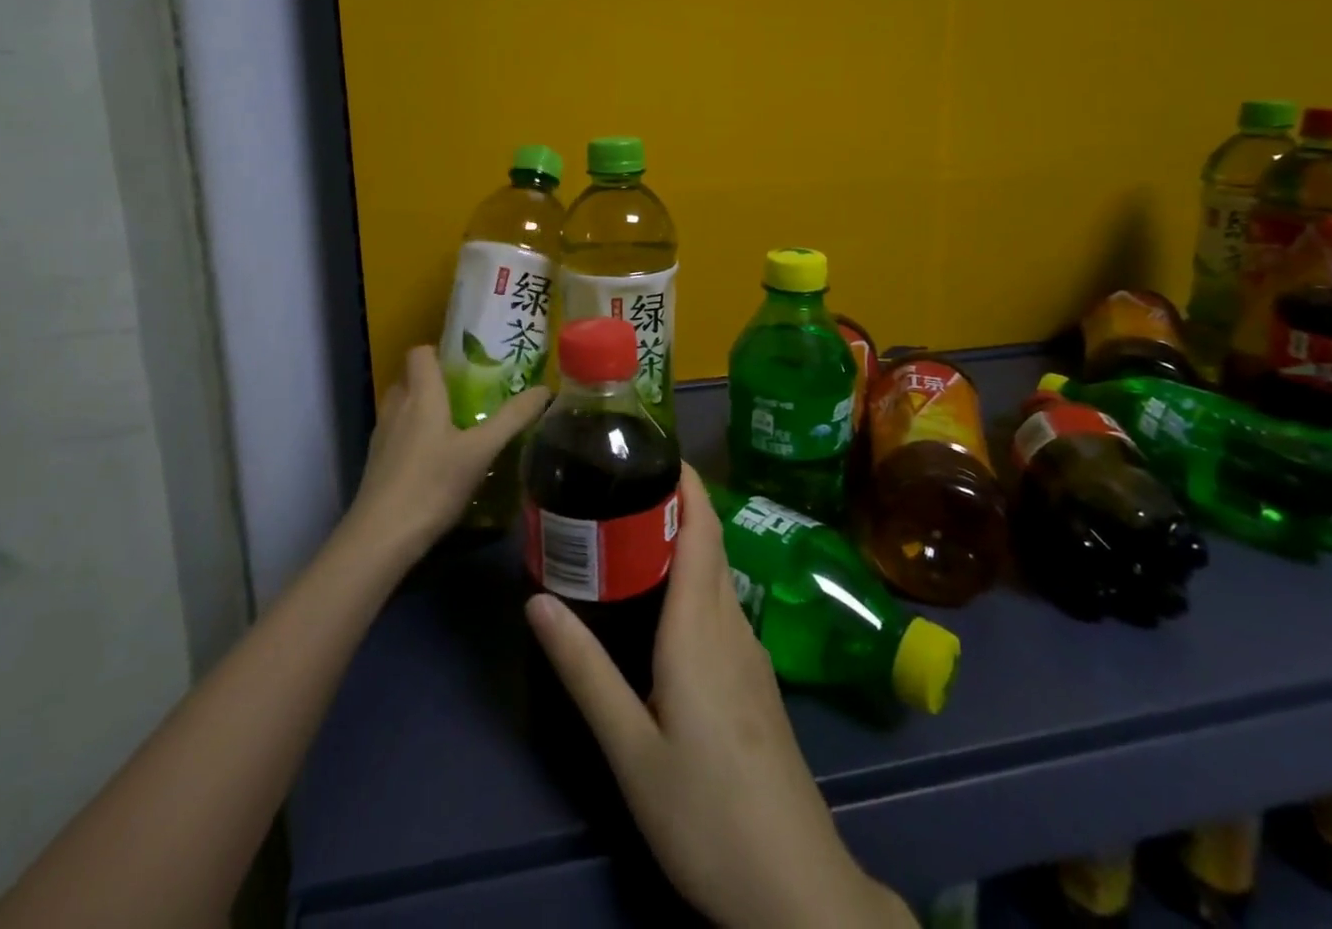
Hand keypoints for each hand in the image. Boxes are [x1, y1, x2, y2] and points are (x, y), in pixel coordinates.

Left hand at [351, 346, 549, 556]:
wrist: (381, 538)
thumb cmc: (433, 484)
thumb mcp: (482, 451)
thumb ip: (512, 418)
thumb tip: (544, 389)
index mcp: (421, 394)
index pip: (420, 352)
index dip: (440, 351)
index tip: (467, 363)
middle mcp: (396, 407)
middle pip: (411, 377)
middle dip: (436, 380)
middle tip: (469, 393)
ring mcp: (382, 435)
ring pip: (402, 406)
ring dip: (424, 408)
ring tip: (456, 424)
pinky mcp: (376, 462)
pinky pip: (397, 433)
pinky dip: (414, 434)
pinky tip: (437, 458)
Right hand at [526, 466, 911, 928]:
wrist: (795, 889)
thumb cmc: (705, 812)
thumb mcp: (629, 747)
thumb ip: (584, 670)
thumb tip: (536, 600)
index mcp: (701, 627)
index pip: (700, 530)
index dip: (686, 483)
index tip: (655, 448)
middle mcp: (731, 626)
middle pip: (711, 544)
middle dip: (679, 502)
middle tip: (626, 483)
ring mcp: (751, 654)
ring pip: (719, 575)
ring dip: (687, 540)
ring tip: (635, 532)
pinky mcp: (757, 681)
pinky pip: (724, 606)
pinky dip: (696, 579)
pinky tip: (667, 604)